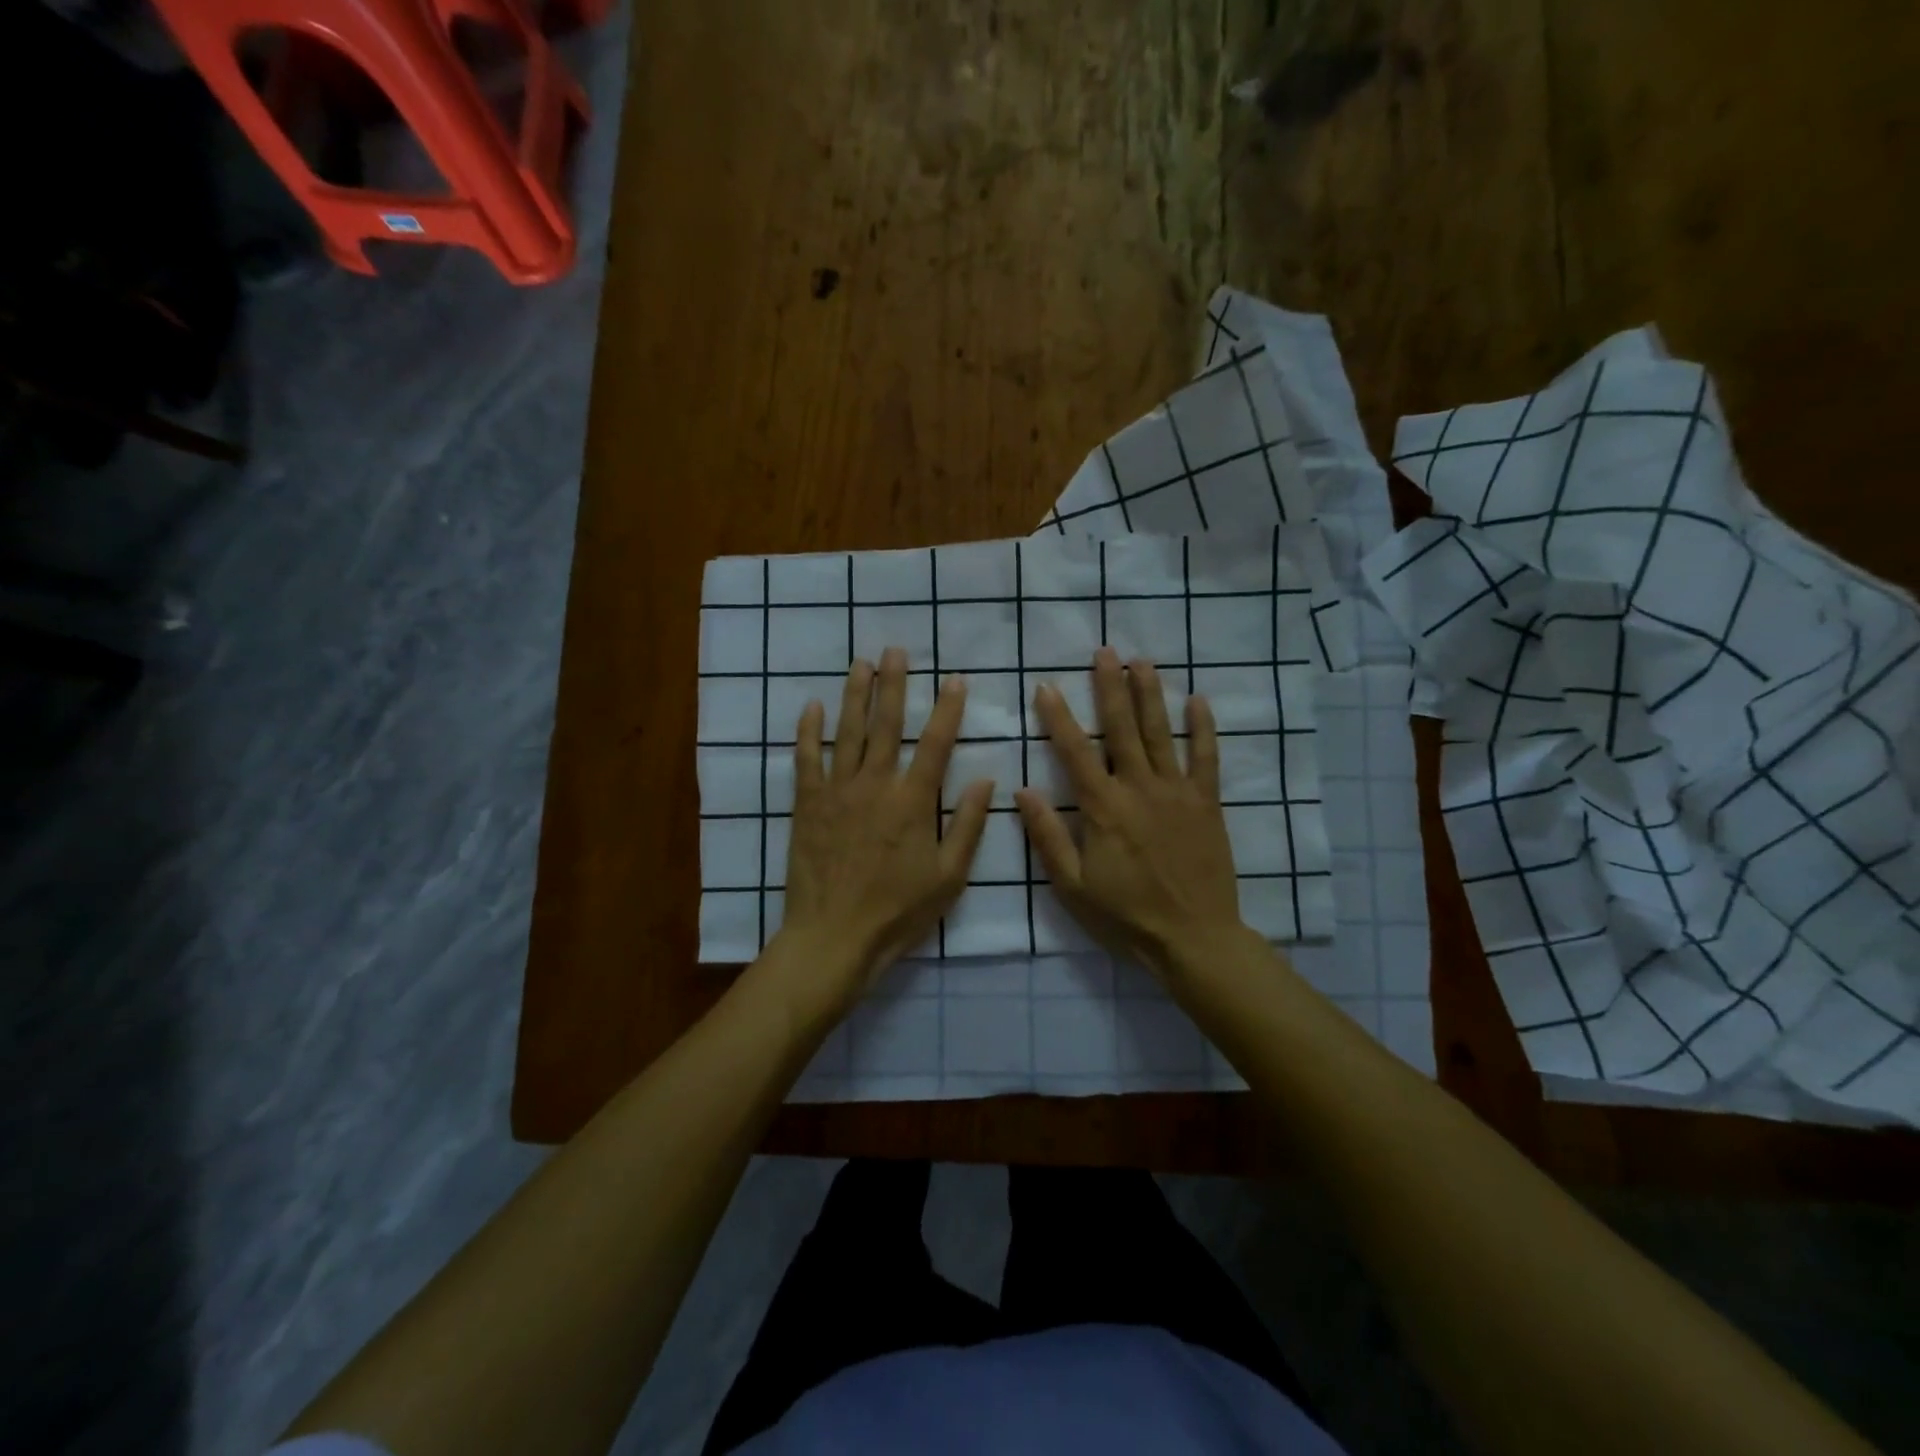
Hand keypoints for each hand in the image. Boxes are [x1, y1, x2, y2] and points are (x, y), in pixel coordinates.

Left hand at [775, 649, 993, 1000]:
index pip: (935, 743)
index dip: (947, 709)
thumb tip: (987, 780)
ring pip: (847, 733)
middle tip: (896, 651)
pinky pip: (807, 760)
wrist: (834, 937)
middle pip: (886, 725)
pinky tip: (813, 707)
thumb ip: (967, 826)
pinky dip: (809, 732)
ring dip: (855, 695)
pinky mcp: (807, 805)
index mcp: (912, 802)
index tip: (954, 680)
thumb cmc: (898, 912)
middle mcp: (875, 785)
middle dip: (893, 685)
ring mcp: (837, 792)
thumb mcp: (949, 877)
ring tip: (860, 664)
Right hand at [1015, 648, 1248, 977]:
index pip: (1075, 751)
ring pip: (1161, 733)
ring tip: (1142, 662)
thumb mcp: (1072, 886)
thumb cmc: (1125, 915)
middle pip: (1122, 728)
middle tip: (1105, 652)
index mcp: (1103, 808)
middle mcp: (1139, 789)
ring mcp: (1177, 792)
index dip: (1059, 716)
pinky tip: (1197, 701)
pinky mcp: (1207, 803)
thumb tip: (1022, 792)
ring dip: (1150, 695)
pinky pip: (1206, 758)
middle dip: (1110, 687)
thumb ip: (1048, 837)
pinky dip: (1202, 729)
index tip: (1047, 685)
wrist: (1193, 938)